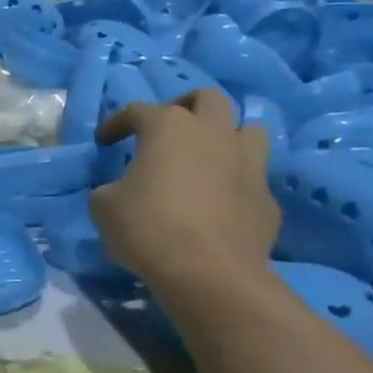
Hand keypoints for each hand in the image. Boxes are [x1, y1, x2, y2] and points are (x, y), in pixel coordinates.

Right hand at [90, 89, 278, 292]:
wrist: (209, 273)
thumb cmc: (148, 228)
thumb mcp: (104, 206)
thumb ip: (110, 188)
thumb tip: (119, 190)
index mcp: (169, 128)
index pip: (138, 110)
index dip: (117, 122)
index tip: (105, 142)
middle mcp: (213, 134)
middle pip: (208, 99)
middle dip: (186, 106)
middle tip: (168, 129)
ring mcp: (249, 164)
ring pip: (248, 130)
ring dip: (227, 136)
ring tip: (207, 157)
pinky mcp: (267, 199)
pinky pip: (253, 179)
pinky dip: (237, 184)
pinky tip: (221, 204)